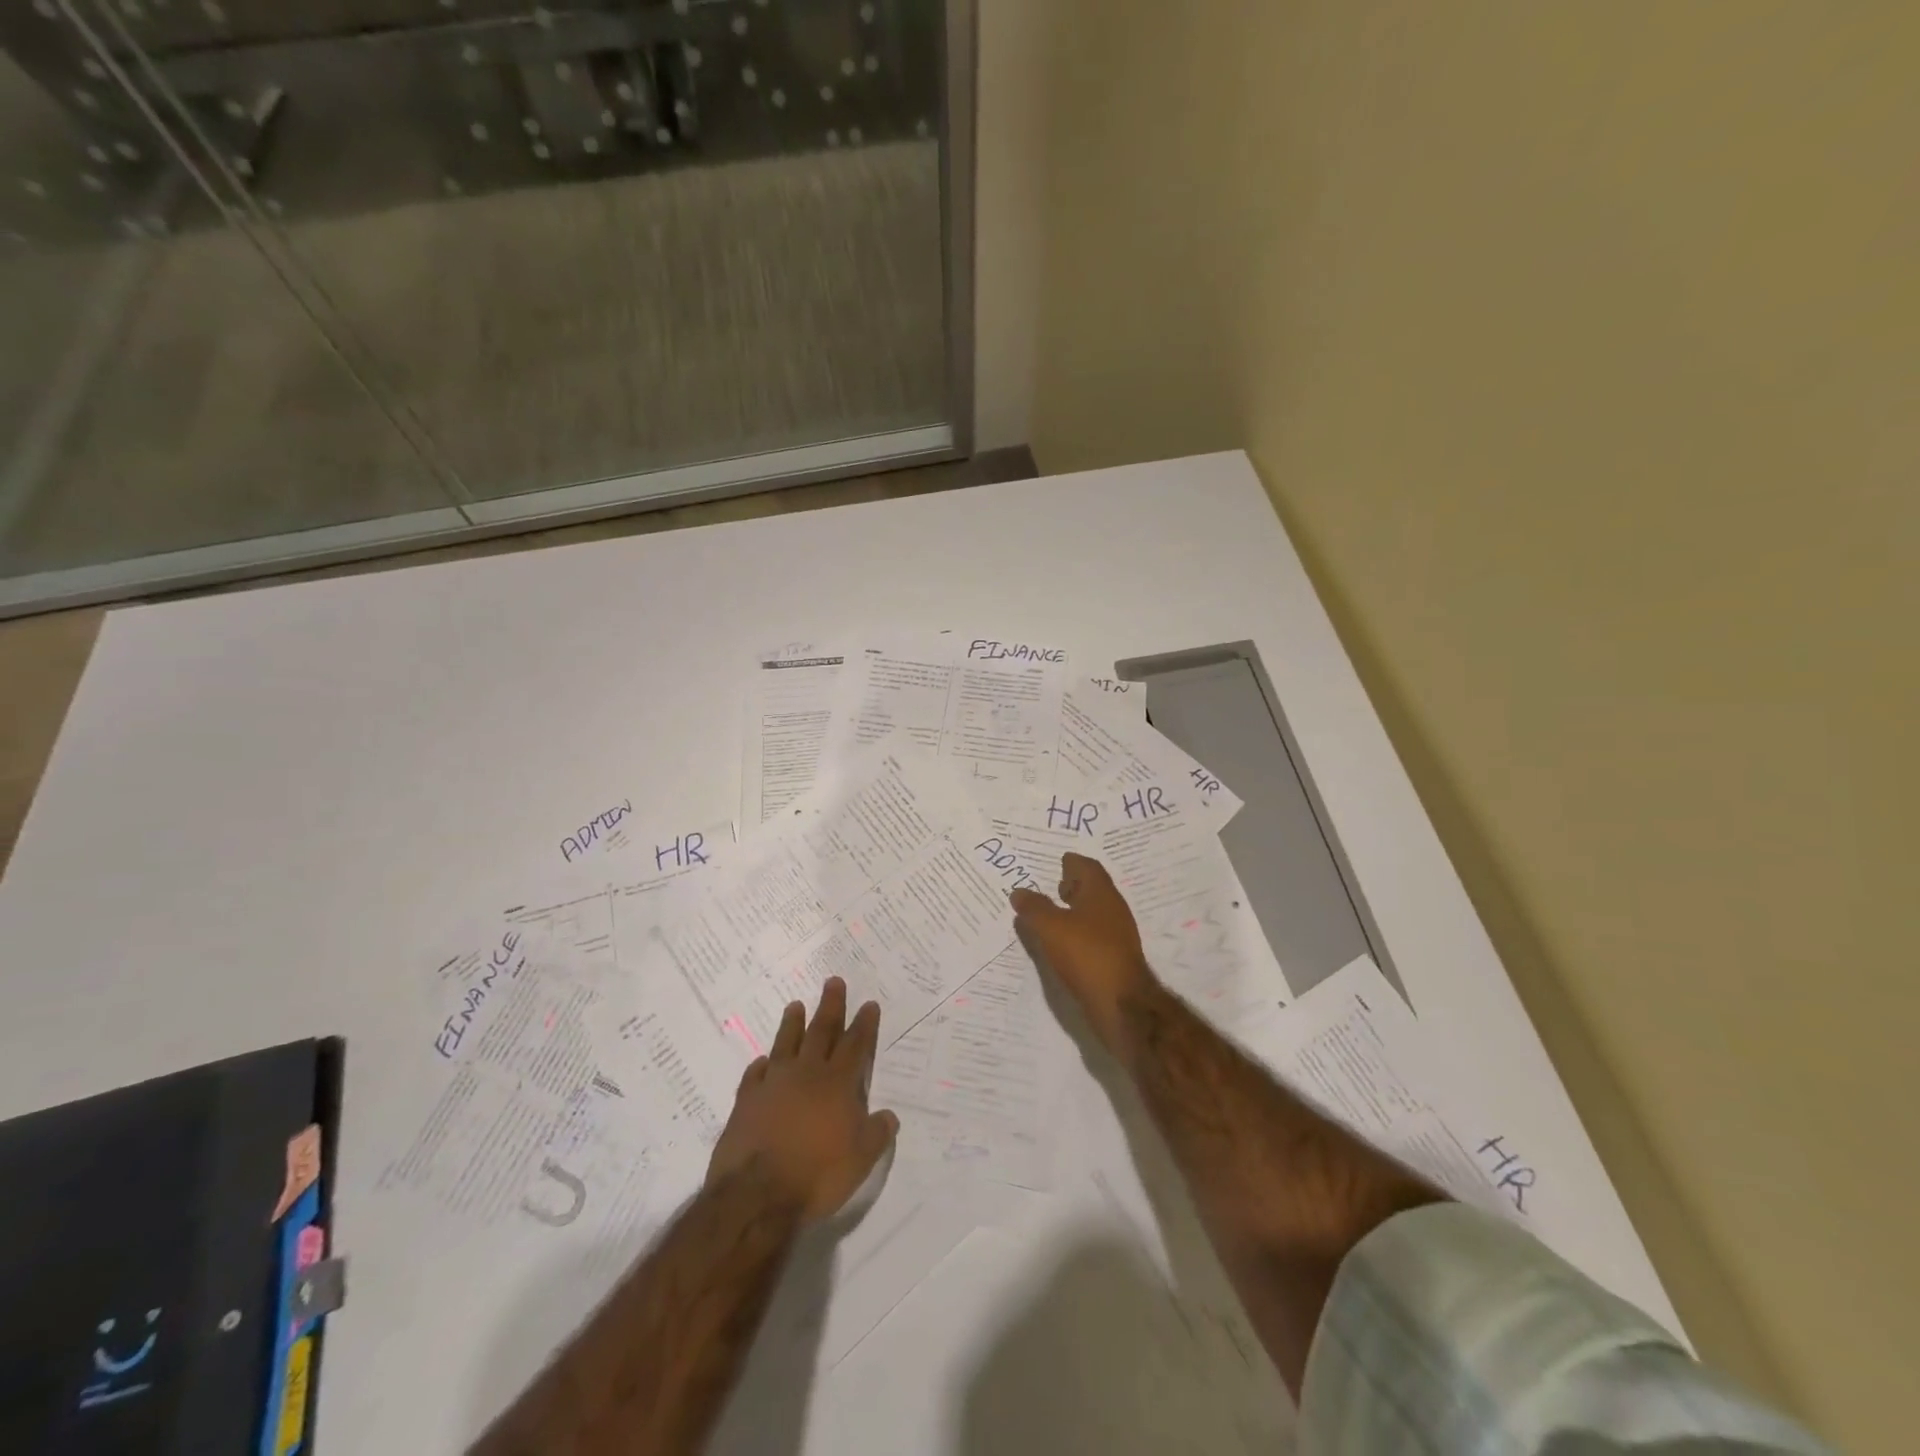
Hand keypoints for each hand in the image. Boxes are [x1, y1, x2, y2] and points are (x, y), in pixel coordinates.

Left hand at [705, 978, 898, 1221]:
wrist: (757, 1194)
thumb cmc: (817, 1175)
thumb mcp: (861, 1160)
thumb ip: (876, 1134)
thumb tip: (889, 1115)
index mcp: (838, 1084)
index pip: (855, 1045)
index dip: (864, 1024)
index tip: (868, 1003)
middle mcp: (807, 1074)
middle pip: (821, 1031)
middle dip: (830, 1006)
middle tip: (833, 981)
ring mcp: (773, 1084)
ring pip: (785, 1044)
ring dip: (792, 1024)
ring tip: (795, 1005)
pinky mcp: (746, 1101)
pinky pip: (754, 1075)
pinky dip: (760, 1065)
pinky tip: (762, 1060)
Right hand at [1011, 852, 1155, 1051]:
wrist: (1121, 1004)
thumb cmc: (1086, 954)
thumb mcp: (1051, 927)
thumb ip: (1034, 907)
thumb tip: (1019, 891)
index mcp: (1101, 893)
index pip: (1088, 867)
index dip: (1072, 863)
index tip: (1057, 862)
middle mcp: (1113, 910)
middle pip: (1093, 889)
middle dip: (1074, 886)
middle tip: (1052, 885)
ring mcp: (1116, 936)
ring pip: (1093, 914)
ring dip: (1074, 911)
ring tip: (1050, 916)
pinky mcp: (1114, 959)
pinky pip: (1093, 937)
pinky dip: (1077, 934)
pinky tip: (1062, 944)